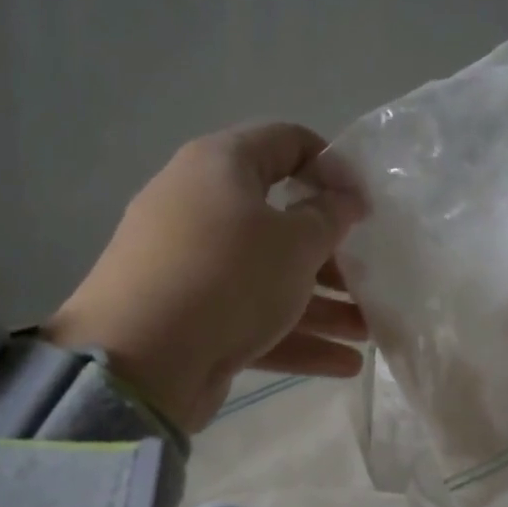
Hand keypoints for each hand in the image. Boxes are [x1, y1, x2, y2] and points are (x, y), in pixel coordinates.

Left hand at [44, 123, 367, 432]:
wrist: (139, 361)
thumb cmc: (228, 277)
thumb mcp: (295, 241)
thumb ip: (330, 216)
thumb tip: (344, 198)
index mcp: (220, 166)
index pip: (287, 142)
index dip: (333, 166)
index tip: (365, 204)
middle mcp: (200, 207)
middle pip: (280, 219)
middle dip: (332, 253)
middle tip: (369, 276)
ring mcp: (190, 265)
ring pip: (268, 275)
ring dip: (322, 303)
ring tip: (369, 331)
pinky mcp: (189, 316)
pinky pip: (250, 315)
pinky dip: (294, 335)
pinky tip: (345, 364)